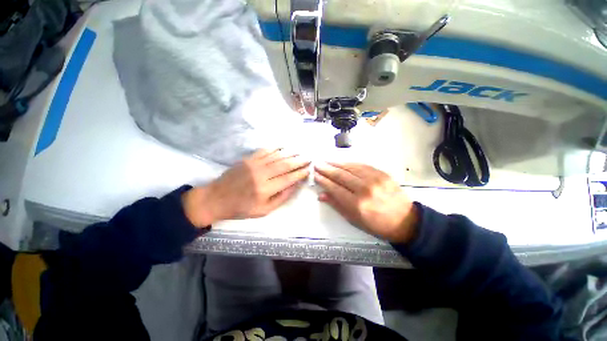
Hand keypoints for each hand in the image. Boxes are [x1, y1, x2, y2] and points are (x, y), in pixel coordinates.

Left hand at [183, 149, 309, 227]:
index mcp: (265, 189)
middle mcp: (261, 174)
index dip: (300, 174)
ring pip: (277, 156)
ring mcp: (254, 164)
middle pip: (285, 165)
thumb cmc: (241, 208)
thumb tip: (295, 186)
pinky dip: (276, 148)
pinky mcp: (248, 159)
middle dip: (299, 161)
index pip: (288, 179)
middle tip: (308, 159)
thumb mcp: (264, 211)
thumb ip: (281, 198)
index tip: (308, 170)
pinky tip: (284, 147)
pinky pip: (265, 150)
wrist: (216, 198)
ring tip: (300, 153)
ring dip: (290, 154)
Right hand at [314, 162, 418, 242]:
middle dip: (327, 169)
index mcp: (357, 204)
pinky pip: (362, 165)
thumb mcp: (354, 220)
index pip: (335, 188)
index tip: (315, 175)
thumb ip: (337, 205)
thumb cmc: (377, 224)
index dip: (323, 180)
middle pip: (341, 175)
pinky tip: (342, 162)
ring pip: (350, 168)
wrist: (405, 220)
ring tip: (326, 161)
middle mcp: (365, 189)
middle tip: (317, 165)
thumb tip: (321, 195)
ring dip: (336, 164)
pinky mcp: (382, 174)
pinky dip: (349, 163)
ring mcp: (375, 179)